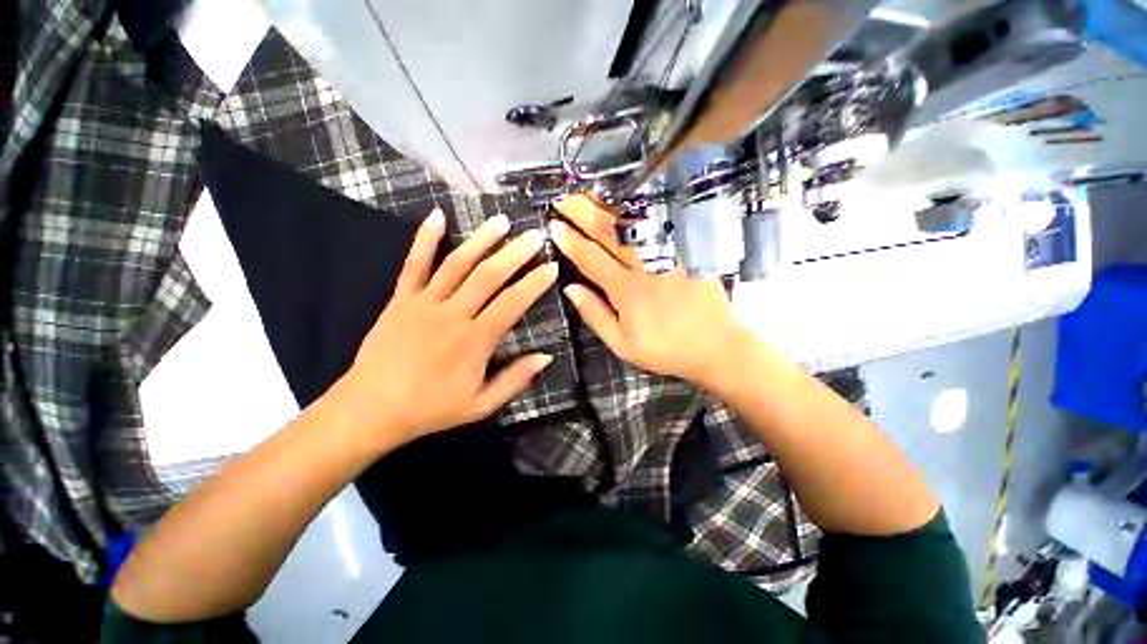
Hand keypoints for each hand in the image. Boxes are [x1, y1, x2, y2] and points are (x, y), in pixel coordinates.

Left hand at [334, 209, 556, 446]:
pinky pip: (414, 264)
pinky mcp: (401, 299)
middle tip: (535, 235)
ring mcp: (424, 303)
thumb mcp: (481, 405)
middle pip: (488, 276)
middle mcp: (452, 314)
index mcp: (475, 340)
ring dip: (481, 240)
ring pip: (457, 263)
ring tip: (501, 221)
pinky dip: (425, 238)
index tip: (552, 267)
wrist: (371, 409)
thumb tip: (547, 356)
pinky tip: (438, 216)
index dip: (534, 283)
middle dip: (515, 253)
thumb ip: (515, 379)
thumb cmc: (431, 409)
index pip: (512, 303)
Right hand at [549, 194, 750, 388]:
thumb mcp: (622, 345)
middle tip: (563, 199)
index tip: (554, 225)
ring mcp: (667, 254)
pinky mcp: (686, 249)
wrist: (715, 345)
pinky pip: (660, 223)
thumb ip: (595, 315)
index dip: (570, 241)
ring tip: (588, 194)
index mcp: (626, 290)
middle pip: (609, 233)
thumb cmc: (665, 348)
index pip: (590, 258)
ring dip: (607, 206)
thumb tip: (570, 289)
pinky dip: (640, 209)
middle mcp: (644, 266)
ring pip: (633, 222)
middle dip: (582, 213)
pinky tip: (627, 201)